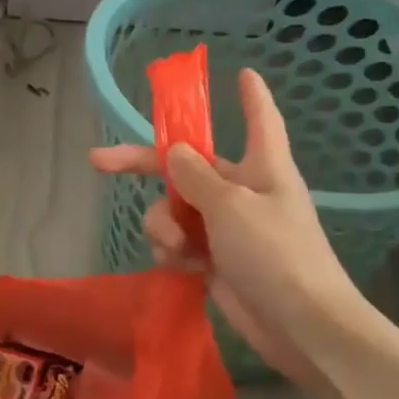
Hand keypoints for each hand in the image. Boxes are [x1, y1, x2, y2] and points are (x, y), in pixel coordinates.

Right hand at [90, 68, 362, 382]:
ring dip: (163, 224)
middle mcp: (242, 190)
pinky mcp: (213, 259)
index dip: (250, 96)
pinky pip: (178, 241)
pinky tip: (182, 266)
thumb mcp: (232, 205)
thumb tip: (176, 152)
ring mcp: (226, 227)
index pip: (259, 119)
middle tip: (98, 160)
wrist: (300, 326)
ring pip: (173, 208)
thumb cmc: (276, 254)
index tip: (241, 72)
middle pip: (186, 166)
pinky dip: (172, 251)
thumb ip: (196, 176)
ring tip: (177, 248)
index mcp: (262, 166)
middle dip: (143, 165)